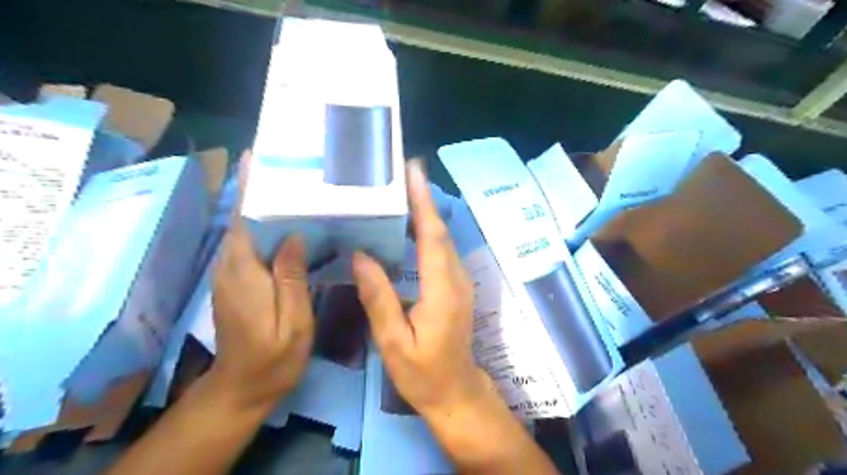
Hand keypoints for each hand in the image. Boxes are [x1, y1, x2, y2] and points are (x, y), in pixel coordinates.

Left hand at [210, 151, 315, 411]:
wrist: (244, 386)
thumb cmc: (275, 356)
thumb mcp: (293, 319)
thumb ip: (291, 277)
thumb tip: (294, 235)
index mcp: (244, 271)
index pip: (243, 219)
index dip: (248, 188)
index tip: (255, 157)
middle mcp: (230, 266)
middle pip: (242, 219)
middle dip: (259, 190)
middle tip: (290, 167)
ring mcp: (230, 274)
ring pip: (245, 230)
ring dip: (263, 206)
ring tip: (294, 186)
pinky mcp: (236, 282)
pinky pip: (250, 245)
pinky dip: (265, 228)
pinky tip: (289, 224)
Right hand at [351, 161, 493, 418]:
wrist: (456, 391)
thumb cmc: (423, 373)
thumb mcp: (393, 341)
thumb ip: (378, 297)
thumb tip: (360, 256)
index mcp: (442, 289)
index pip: (432, 237)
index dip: (423, 203)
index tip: (413, 173)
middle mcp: (456, 278)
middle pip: (439, 231)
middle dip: (423, 199)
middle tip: (402, 172)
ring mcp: (459, 281)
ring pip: (442, 239)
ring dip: (426, 212)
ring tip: (403, 190)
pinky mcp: (456, 286)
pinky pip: (441, 251)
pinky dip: (427, 231)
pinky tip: (409, 225)